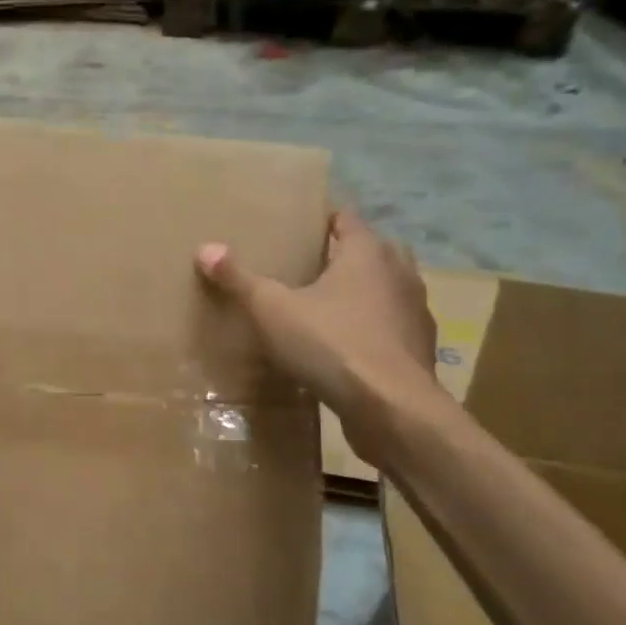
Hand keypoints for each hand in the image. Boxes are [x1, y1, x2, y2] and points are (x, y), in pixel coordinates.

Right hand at [196, 213, 441, 465]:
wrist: (390, 406)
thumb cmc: (330, 343)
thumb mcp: (272, 310)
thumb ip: (239, 279)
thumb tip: (205, 248)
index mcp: (367, 253)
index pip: (346, 219)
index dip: (323, 219)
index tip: (299, 228)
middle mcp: (400, 273)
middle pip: (372, 252)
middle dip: (344, 256)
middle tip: (309, 268)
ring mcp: (415, 312)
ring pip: (387, 290)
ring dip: (363, 294)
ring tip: (327, 309)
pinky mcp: (420, 349)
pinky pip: (391, 328)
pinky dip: (373, 330)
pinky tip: (347, 348)